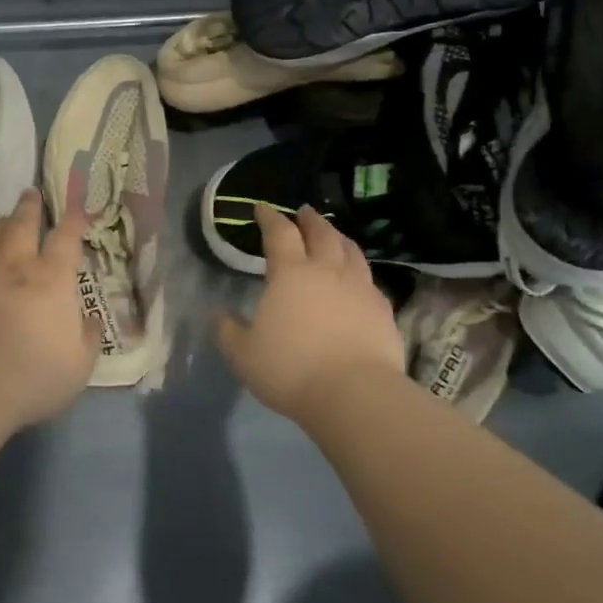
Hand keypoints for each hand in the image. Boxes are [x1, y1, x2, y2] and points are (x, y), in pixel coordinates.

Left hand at [0, 189, 98, 429]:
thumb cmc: (33, 374)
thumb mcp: (79, 365)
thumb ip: (88, 338)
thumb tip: (92, 321)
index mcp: (53, 278)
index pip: (67, 238)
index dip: (74, 220)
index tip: (77, 208)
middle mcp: (17, 265)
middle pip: (23, 224)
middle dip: (30, 207)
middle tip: (31, 193)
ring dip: (1, 223)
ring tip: (3, 219)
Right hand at [215, 205, 404, 424]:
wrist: (355, 394)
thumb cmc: (290, 369)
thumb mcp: (243, 355)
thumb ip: (228, 331)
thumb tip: (219, 314)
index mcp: (290, 274)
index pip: (279, 233)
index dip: (270, 217)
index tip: (262, 207)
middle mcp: (328, 271)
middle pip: (322, 233)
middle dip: (310, 219)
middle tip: (304, 211)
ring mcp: (360, 289)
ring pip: (351, 252)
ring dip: (339, 238)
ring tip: (334, 236)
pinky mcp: (383, 310)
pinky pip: (370, 280)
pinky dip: (359, 271)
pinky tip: (358, 280)